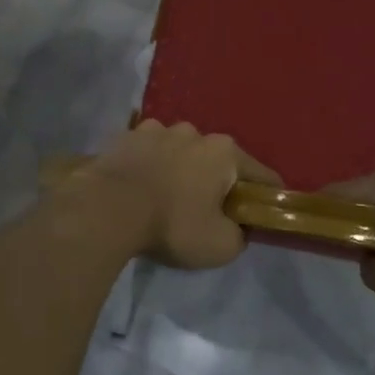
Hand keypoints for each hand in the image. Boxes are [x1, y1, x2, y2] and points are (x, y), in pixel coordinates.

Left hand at [75, 121, 281, 270]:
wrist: (107, 209)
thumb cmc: (172, 224)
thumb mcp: (221, 246)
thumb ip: (240, 234)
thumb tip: (237, 226)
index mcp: (225, 152)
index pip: (261, 174)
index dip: (266, 196)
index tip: (263, 214)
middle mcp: (195, 132)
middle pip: (217, 160)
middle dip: (217, 182)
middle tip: (207, 211)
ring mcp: (158, 129)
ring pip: (181, 152)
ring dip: (181, 170)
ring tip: (167, 197)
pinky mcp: (126, 136)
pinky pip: (148, 152)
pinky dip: (150, 166)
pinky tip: (141, 186)